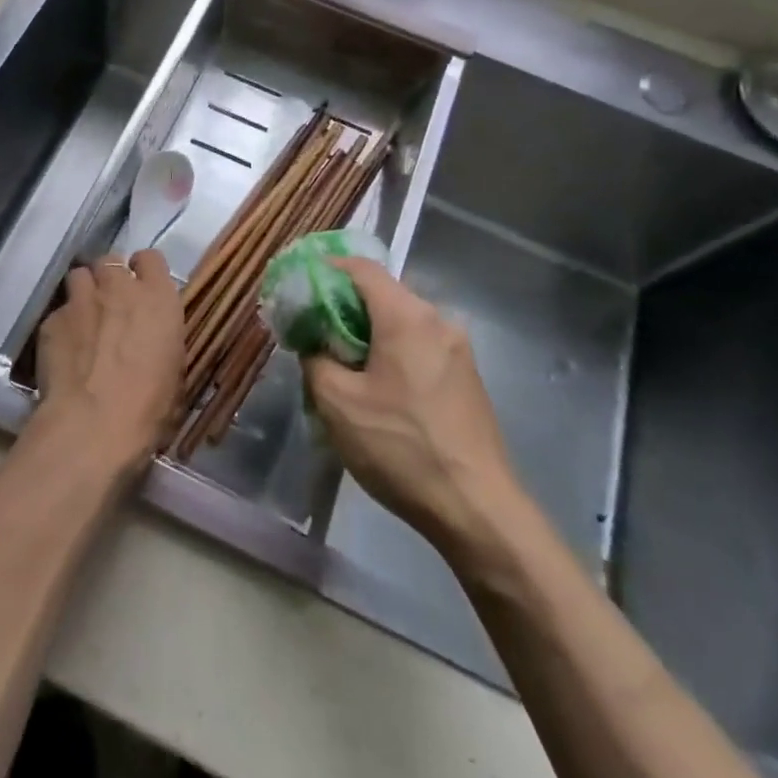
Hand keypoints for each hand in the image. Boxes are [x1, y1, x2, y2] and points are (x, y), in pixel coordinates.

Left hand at [30, 251, 184, 476]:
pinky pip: (59, 311)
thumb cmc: (149, 406)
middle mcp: (119, 287)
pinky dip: (62, 325)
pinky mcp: (51, 319)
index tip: (141, 289)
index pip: (151, 258)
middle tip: (111, 304)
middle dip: (110, 277)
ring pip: (79, 276)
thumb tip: (151, 342)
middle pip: (110, 260)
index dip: (143, 271)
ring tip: (84, 318)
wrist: (93, 424)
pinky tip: (64, 350)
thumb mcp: (174, 371)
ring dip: (84, 291)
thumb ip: (161, 340)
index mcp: (158, 297)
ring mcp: (81, 299)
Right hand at [304, 258, 519, 547]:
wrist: (478, 510)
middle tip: (313, 333)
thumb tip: (315, 344)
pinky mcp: (466, 377)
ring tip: (340, 366)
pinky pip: (418, 347)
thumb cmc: (401, 448)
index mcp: (406, 316)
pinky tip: (376, 389)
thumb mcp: (337, 404)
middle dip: (343, 307)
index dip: (325, 269)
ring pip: (400, 323)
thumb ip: (315, 359)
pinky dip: (391, 353)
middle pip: (381, 294)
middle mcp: (437, 320)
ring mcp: (457, 349)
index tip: (299, 287)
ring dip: (367, 334)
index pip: (361, 267)